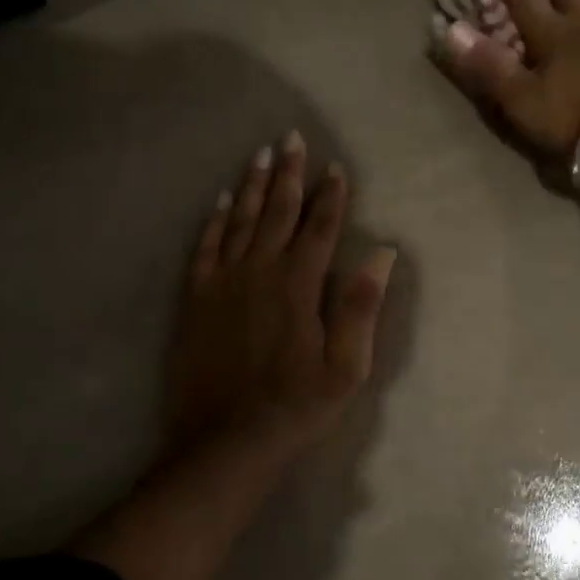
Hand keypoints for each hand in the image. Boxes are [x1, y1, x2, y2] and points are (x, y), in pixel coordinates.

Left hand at [164, 131, 395, 461]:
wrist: (224, 442)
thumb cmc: (295, 406)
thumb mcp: (346, 368)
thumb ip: (362, 307)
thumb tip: (383, 254)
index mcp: (299, 286)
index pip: (319, 229)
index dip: (330, 196)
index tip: (335, 167)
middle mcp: (259, 272)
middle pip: (277, 212)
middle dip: (288, 174)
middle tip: (292, 137)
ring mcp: (223, 283)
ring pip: (240, 221)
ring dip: (252, 186)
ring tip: (260, 154)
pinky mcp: (196, 299)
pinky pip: (206, 247)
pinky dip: (215, 221)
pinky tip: (221, 201)